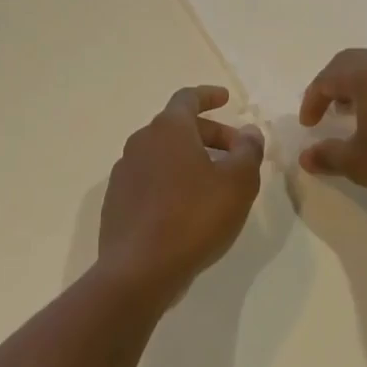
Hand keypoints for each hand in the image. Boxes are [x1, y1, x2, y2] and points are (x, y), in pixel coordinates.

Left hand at [96, 86, 263, 306]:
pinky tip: (186, 208)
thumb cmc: (193, 218)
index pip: (188, 98)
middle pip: (178, 127)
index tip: (226, 99)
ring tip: (215, 183)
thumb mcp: (237, 183)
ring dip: (190, 159)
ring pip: (163, 154)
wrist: (138, 270)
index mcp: (168, 129)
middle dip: (210, 135)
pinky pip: (149, 178)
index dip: (209, 96)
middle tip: (236, 154)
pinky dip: (171, 181)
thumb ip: (248, 151)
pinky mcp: (117, 200)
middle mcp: (141, 141)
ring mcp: (124, 171)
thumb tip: (249, 131)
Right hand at [297, 48, 366, 199]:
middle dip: (334, 85)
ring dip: (361, 86)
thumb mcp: (361, 164)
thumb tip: (306, 156)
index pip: (326, 79)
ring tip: (358, 112)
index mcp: (365, 73)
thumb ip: (329, 156)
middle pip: (350, 63)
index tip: (309, 125)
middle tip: (328, 109)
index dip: (312, 101)